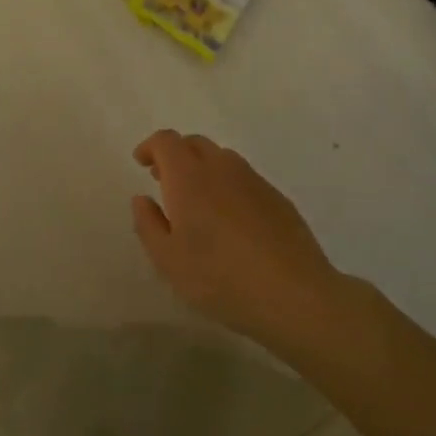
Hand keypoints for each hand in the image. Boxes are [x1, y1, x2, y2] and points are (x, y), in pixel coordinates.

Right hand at [130, 130, 342, 344]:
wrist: (293, 294)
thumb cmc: (219, 278)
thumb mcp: (168, 260)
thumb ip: (148, 224)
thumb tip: (142, 199)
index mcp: (189, 178)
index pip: (166, 141)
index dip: (150, 147)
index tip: (142, 164)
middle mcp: (222, 168)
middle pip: (195, 143)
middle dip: (175, 155)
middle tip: (164, 182)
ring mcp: (254, 181)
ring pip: (222, 159)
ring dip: (203, 169)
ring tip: (197, 203)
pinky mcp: (277, 198)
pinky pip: (244, 178)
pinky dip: (228, 186)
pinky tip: (230, 221)